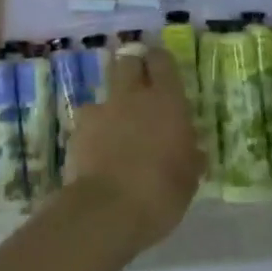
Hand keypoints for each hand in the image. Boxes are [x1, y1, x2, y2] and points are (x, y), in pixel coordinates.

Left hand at [63, 47, 202, 250]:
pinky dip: (93, 127)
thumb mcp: (189, 178)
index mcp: (167, 100)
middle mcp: (133, 95)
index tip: (162, 69)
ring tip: (117, 122)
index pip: (162, 60)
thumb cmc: (161, 193)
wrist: (107, 210)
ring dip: (113, 100)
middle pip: (128, 61)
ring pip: (106, 89)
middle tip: (140, 86)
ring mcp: (103, 109)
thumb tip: (192, 151)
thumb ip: (189, 156)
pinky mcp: (79, 128)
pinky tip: (97, 147)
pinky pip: (88, 118)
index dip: (160, 61)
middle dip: (133, 68)